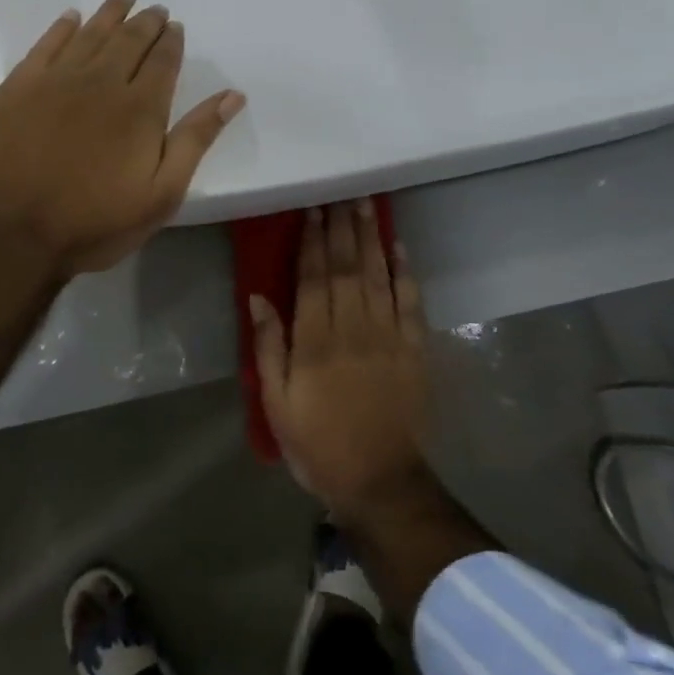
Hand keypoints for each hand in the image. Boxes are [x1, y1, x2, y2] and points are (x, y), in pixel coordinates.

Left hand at [0, 0, 245, 276]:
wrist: (15, 231)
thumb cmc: (95, 221)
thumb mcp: (161, 194)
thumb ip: (196, 140)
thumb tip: (232, 96)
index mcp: (140, 107)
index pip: (162, 61)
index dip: (171, 41)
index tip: (175, 27)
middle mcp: (101, 81)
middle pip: (129, 40)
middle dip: (146, 22)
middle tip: (154, 9)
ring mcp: (56, 79)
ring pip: (90, 33)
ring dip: (110, 13)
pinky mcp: (19, 86)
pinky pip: (46, 43)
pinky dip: (63, 26)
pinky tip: (72, 18)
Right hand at [251, 201, 430, 526]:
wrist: (380, 481)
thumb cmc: (318, 443)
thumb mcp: (276, 402)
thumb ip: (269, 347)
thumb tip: (258, 298)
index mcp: (315, 340)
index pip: (313, 277)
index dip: (313, 240)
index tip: (313, 209)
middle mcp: (353, 328)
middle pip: (347, 267)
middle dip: (343, 228)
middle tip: (342, 193)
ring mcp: (388, 337)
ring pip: (378, 276)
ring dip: (372, 238)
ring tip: (367, 204)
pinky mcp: (414, 350)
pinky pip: (411, 303)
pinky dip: (406, 272)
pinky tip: (399, 247)